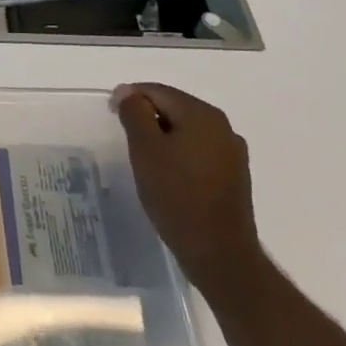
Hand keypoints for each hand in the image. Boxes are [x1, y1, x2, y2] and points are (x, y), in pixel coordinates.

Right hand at [114, 82, 264, 298]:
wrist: (219, 254)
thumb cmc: (177, 196)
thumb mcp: (145, 149)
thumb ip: (135, 113)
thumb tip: (129, 93)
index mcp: (202, 114)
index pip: (157, 91)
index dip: (130, 98)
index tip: (111, 115)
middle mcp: (222, 126)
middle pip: (174, 108)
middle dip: (147, 118)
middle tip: (126, 140)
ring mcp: (232, 152)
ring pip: (187, 131)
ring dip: (163, 138)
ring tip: (145, 160)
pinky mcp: (234, 176)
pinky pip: (199, 152)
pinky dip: (180, 155)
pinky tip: (169, 177)